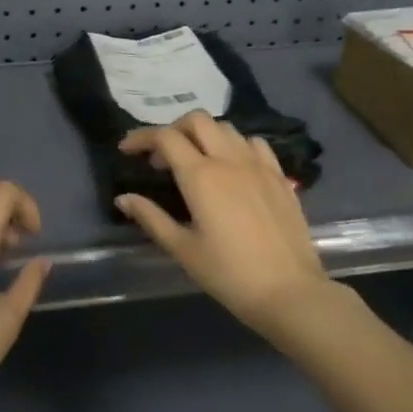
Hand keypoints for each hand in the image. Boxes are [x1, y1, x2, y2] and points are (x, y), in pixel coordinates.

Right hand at [114, 112, 330, 335]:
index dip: (141, 137)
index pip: (165, 137)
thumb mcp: (183, 250)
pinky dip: (235, 145)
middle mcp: (229, 159)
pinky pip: (254, 143)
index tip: (127, 150)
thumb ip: (151, 218)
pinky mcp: (279, 175)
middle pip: (196, 120)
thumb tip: (123, 198)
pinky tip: (232, 166)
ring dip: (203, 135)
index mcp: (201, 176)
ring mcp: (258, 164)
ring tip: (194, 160)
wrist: (289, 291)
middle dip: (173, 129)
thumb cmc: (229, 275)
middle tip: (161, 157)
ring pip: (226, 128)